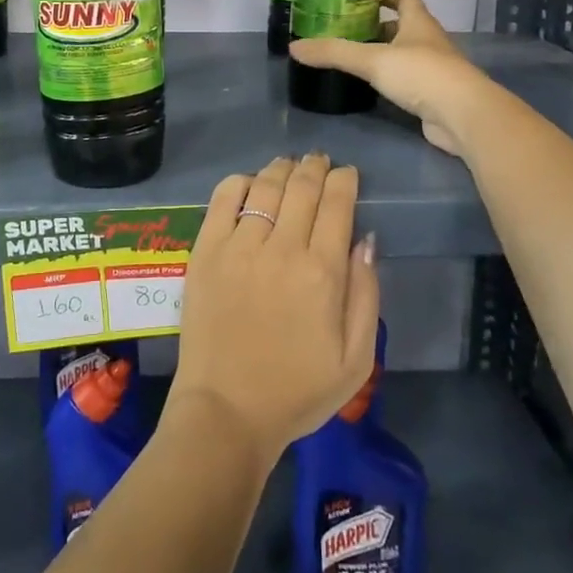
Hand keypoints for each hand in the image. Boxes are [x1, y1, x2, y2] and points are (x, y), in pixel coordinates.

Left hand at [167, 154, 379, 466]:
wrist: (227, 411)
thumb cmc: (297, 391)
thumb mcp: (356, 358)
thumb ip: (366, 293)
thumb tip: (365, 239)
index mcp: (322, 272)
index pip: (337, 204)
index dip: (345, 181)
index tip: (347, 174)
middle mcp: (282, 249)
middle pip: (302, 187)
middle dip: (316, 167)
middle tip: (320, 162)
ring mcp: (238, 246)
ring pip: (264, 187)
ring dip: (281, 169)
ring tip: (289, 165)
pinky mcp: (205, 251)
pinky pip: (222, 200)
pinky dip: (239, 182)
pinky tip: (249, 182)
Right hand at [289, 0, 487, 156]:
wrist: (463, 115)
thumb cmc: (420, 74)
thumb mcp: (372, 60)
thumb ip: (334, 53)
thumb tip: (294, 48)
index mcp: (419, 23)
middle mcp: (428, 41)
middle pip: (403, 26)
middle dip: (377, 26)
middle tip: (345, 30)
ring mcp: (433, 69)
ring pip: (404, 54)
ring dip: (382, 54)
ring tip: (352, 58)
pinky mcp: (432, 95)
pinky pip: (407, 80)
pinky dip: (389, 80)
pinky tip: (370, 88)